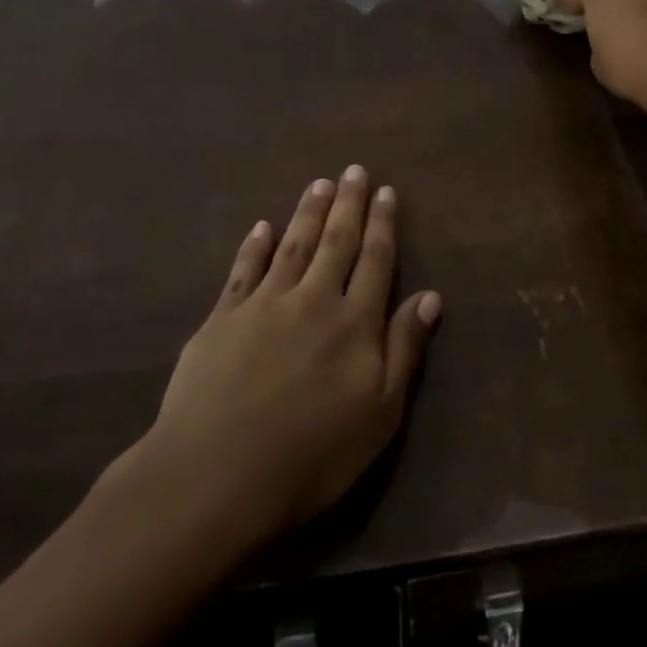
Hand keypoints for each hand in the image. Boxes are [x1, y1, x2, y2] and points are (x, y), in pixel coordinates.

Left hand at [116, 167, 440, 554]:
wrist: (216, 476)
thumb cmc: (313, 453)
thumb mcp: (380, 411)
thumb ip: (405, 348)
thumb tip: (430, 296)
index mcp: (355, 322)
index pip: (375, 260)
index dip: (383, 224)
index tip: (386, 192)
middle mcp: (312, 301)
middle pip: (336, 242)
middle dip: (348, 205)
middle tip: (353, 170)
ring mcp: (262, 306)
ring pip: (292, 247)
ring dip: (307, 213)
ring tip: (318, 185)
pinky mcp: (221, 321)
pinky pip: (243, 271)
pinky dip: (254, 246)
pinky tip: (261, 227)